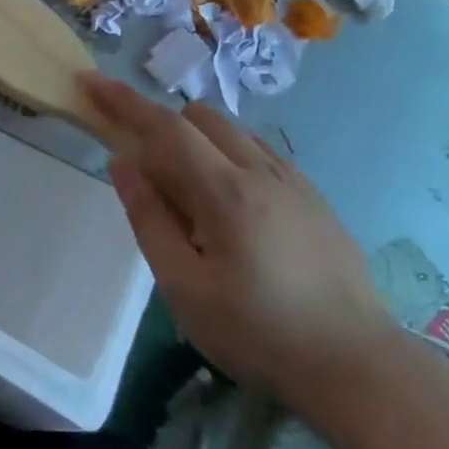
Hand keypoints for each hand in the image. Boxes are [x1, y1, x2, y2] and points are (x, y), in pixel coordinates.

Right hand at [78, 74, 396, 418]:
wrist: (358, 367)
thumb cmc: (260, 334)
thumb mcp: (185, 288)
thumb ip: (149, 219)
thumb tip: (122, 162)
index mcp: (225, 192)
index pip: (165, 127)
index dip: (123, 101)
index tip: (90, 82)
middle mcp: (261, 170)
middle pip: (199, 118)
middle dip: (162, 127)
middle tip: (150, 177)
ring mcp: (294, 180)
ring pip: (232, 131)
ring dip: (198, 142)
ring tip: (192, 198)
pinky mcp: (314, 196)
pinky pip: (260, 152)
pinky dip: (230, 156)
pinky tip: (233, 207)